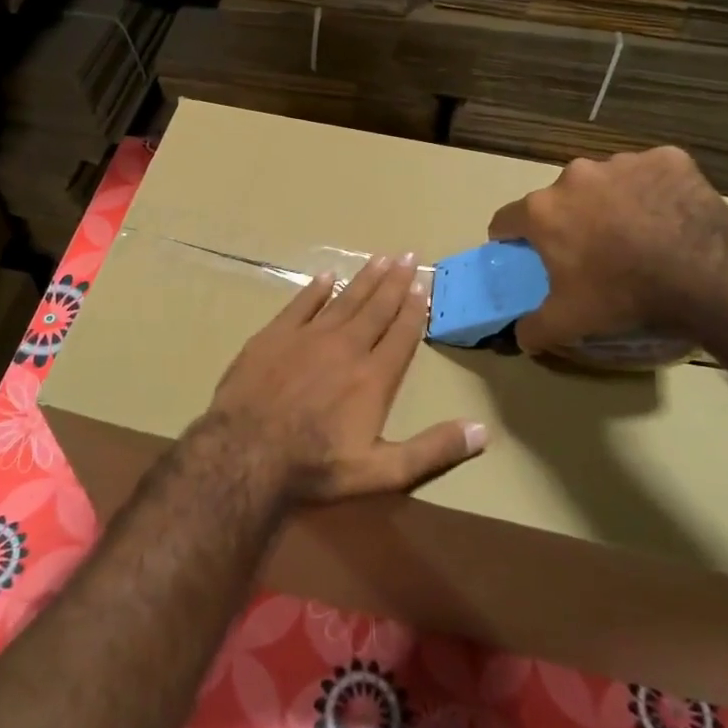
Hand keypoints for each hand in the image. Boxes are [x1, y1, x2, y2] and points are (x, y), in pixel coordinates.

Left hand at [204, 252, 486, 506]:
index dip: (415, 308)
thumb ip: (432, 450)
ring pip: (344, 300)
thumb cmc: (315, 467)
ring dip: (364, 279)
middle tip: (408, 255)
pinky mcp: (274, 335)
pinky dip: (316, 290)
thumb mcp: (382, 472)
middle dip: (395, 282)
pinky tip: (327, 277)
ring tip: (381, 258)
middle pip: (376, 308)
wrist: (245, 453)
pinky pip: (301, 304)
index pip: (401, 335)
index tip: (424, 285)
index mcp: (374, 377)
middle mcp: (346, 347)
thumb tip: (483, 431)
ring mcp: (308, 337)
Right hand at [487, 148, 727, 353]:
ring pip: (605, 183)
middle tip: (591, 252)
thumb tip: (522, 336)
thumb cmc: (623, 293)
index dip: (510, 239)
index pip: (506, 219)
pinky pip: (650, 174)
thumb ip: (534, 328)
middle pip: (560, 198)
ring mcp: (622, 163)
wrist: (705, 270)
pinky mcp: (666, 159)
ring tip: (638, 236)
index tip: (524, 254)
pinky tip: (670, 218)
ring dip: (611, 204)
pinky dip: (653, 192)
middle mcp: (575, 176)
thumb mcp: (569, 321)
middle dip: (569, 220)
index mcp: (543, 210)